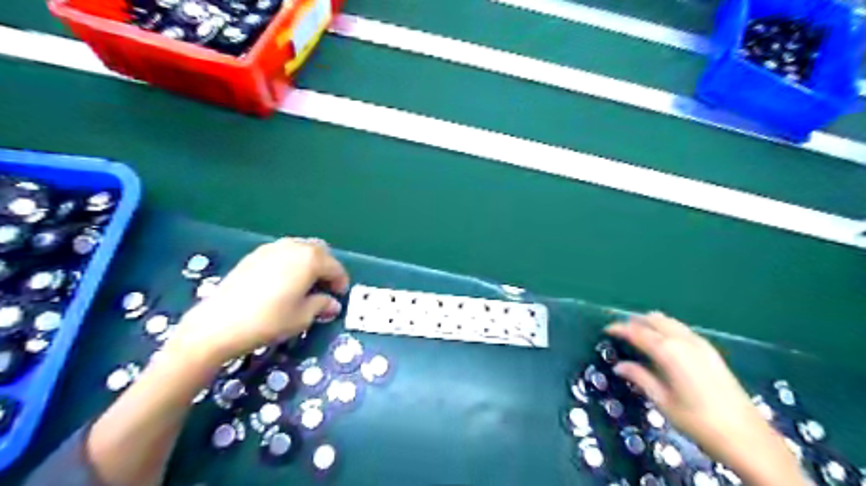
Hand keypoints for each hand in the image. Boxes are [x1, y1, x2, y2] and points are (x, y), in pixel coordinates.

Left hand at [165, 237, 347, 367]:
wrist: (218, 324)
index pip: (335, 267)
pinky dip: (291, 263)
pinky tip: (284, 282)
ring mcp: (272, 248)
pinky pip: (282, 253)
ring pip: (300, 249)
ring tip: (305, 285)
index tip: (339, 296)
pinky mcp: (254, 255)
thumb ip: (322, 305)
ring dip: (309, 263)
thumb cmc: (269, 320)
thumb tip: (332, 304)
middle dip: (327, 267)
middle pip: (319, 251)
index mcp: (310, 259)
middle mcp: (293, 247)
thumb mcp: (302, 317)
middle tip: (325, 287)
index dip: (341, 282)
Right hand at [603, 314, 803, 483]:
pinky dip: (667, 329)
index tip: (606, 329)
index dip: (620, 328)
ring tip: (639, 336)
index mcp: (669, 352)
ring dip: (652, 324)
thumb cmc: (698, 421)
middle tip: (621, 332)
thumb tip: (620, 366)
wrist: (748, 438)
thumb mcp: (663, 401)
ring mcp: (701, 344)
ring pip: (670, 322)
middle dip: (635, 322)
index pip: (638, 332)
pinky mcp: (711, 352)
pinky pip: (682, 330)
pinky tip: (663, 344)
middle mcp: (684, 341)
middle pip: (655, 320)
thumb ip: (640, 378)